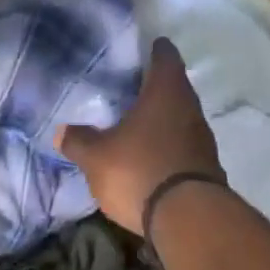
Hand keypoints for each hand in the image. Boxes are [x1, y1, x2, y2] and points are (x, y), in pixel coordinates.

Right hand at [56, 37, 222, 235]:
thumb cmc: (138, 172)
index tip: (136, 51)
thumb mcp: (96, 158)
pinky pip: (181, 146)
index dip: (150, 50)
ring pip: (178, 118)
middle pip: (173, 87)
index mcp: (166, 92)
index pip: (164, 55)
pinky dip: (165, 146)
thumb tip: (63, 131)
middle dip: (150, 89)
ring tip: (131, 126)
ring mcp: (202, 139)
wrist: (187, 220)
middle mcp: (190, 108)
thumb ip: (78, 141)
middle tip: (123, 91)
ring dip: (159, 121)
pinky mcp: (206, 167)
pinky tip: (146, 157)